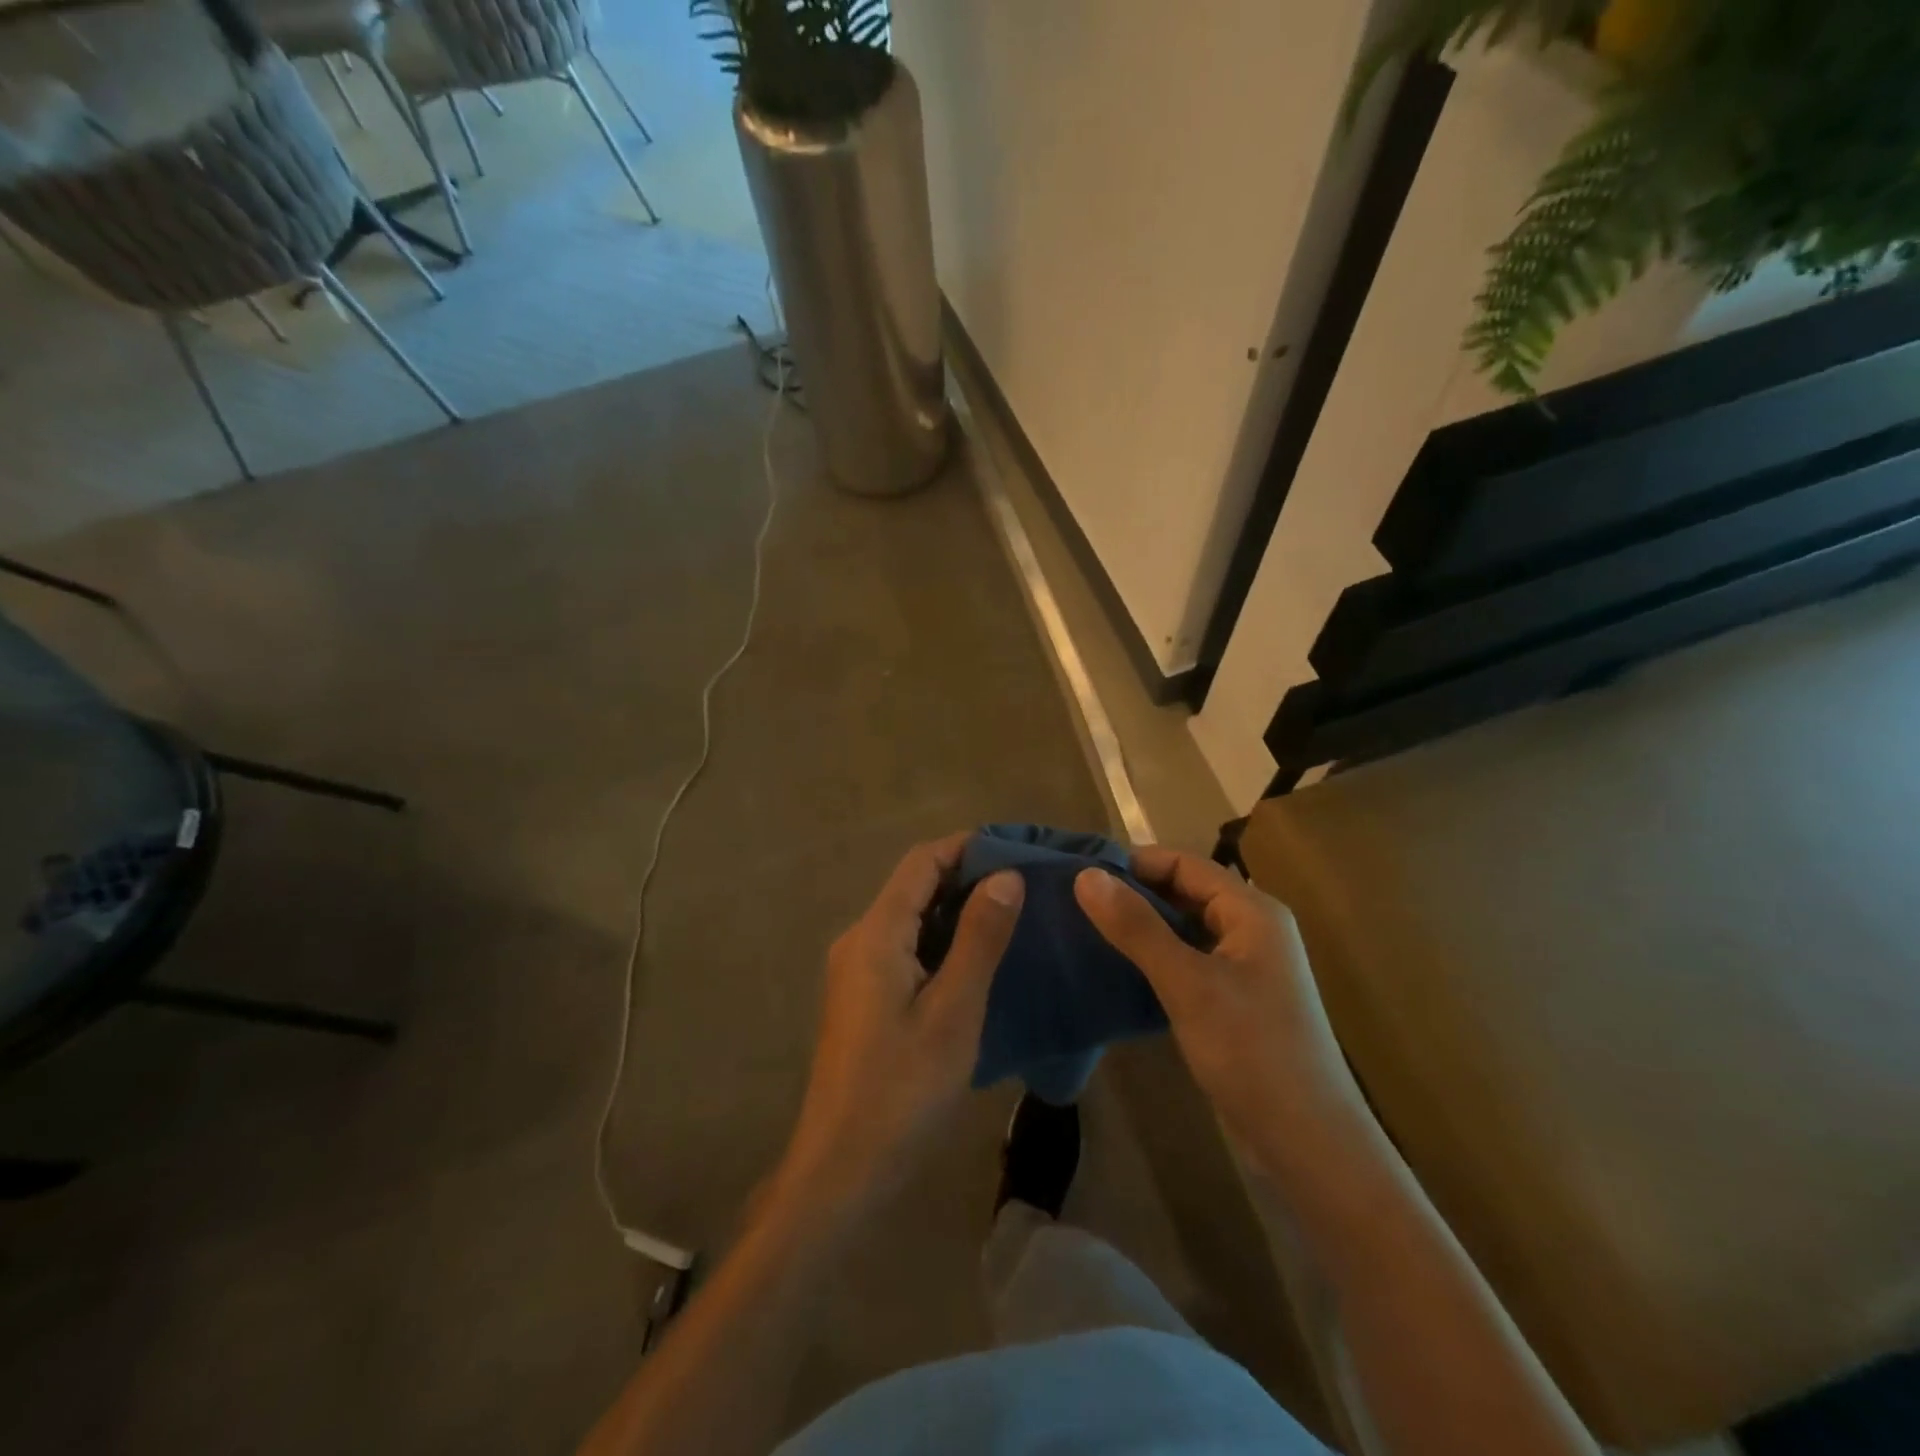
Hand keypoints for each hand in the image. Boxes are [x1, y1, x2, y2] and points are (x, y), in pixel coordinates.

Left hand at [776, 834, 1023, 1218]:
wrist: (841, 1169)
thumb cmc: (902, 1088)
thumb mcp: (953, 1011)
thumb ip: (979, 938)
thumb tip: (1006, 876)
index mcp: (876, 934)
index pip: (921, 862)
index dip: (966, 846)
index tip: (1016, 848)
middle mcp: (859, 940)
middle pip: (914, 886)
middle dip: (966, 876)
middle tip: (1026, 884)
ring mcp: (856, 971)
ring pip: (910, 919)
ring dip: (956, 910)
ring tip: (1013, 916)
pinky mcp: (863, 999)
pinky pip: (905, 949)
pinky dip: (942, 941)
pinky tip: (978, 959)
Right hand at [1074, 846, 1362, 1162]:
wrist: (1310, 1144)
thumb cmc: (1253, 1052)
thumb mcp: (1188, 984)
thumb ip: (1137, 927)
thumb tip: (1086, 875)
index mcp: (1252, 911)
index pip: (1185, 864)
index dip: (1134, 863)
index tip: (1081, 873)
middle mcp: (1252, 929)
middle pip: (1185, 892)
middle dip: (1134, 894)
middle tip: (1076, 902)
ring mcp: (1245, 966)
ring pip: (1184, 928)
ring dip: (1142, 926)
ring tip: (1087, 929)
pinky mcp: (1234, 999)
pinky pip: (1188, 960)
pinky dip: (1155, 957)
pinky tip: (1118, 968)